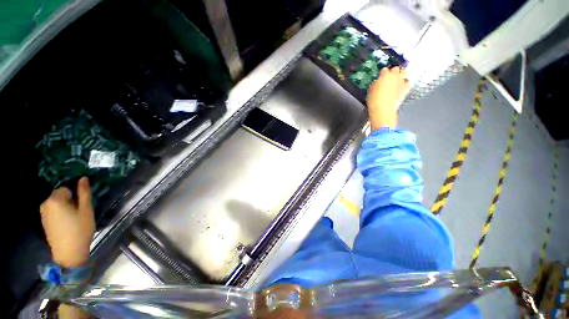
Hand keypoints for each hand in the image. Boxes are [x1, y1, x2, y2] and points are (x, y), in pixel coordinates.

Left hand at [39, 177, 94, 267]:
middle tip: (79, 212)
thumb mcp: (86, 210)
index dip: (76, 195)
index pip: (66, 188)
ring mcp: (43, 213)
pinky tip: (67, 224)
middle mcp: (46, 203)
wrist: (69, 253)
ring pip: (56, 203)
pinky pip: (53, 211)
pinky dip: (60, 214)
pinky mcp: (44, 221)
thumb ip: (84, 193)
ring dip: (65, 207)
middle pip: (60, 195)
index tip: (82, 205)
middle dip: (69, 200)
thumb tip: (83, 178)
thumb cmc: (80, 229)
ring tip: (74, 218)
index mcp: (55, 199)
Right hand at [367, 66, 410, 129]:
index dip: (382, 73)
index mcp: (385, 75)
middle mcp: (395, 76)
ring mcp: (402, 82)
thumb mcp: (370, 91)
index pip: (384, 69)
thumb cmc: (374, 101)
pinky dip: (405, 83)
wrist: (383, 110)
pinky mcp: (406, 89)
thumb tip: (377, 82)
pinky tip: (401, 86)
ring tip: (397, 79)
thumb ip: (375, 84)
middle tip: (389, 77)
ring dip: (401, 75)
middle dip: (393, 72)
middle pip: (396, 69)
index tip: (380, 77)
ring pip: (404, 73)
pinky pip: (408, 83)